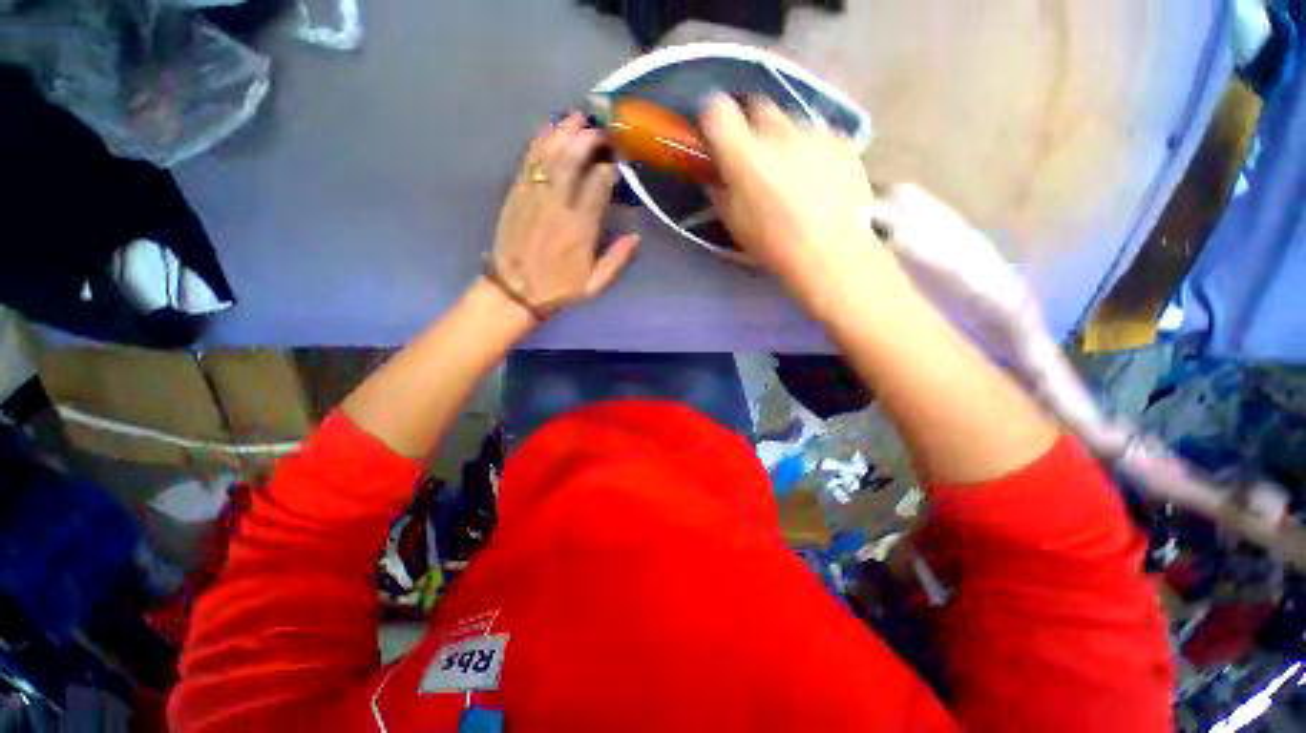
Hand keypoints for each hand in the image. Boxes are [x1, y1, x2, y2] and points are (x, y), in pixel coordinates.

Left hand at [486, 114, 639, 318]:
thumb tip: (636, 237)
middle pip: (573, 161)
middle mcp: (558, 207)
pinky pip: (528, 162)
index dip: (609, 168)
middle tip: (600, 128)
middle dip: (587, 139)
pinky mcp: (516, 195)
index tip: (617, 160)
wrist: (514, 292)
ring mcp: (534, 197)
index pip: (598, 185)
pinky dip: (538, 142)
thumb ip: (617, 260)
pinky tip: (547, 128)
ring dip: (563, 132)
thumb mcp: (594, 285)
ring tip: (577, 117)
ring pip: (549, 155)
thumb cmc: (558, 289)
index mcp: (580, 229)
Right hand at [699, 95, 894, 306]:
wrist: (829, 253)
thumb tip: (718, 177)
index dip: (712, 117)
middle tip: (754, 153)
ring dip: (785, 139)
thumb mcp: (734, 223)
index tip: (715, 132)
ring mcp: (815, 134)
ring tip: (793, 170)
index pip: (717, 110)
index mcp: (744, 154)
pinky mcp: (843, 143)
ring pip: (792, 122)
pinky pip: (821, 136)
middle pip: (758, 106)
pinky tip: (820, 177)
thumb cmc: (773, 244)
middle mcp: (778, 133)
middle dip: (751, 123)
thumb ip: (720, 192)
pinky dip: (814, 150)